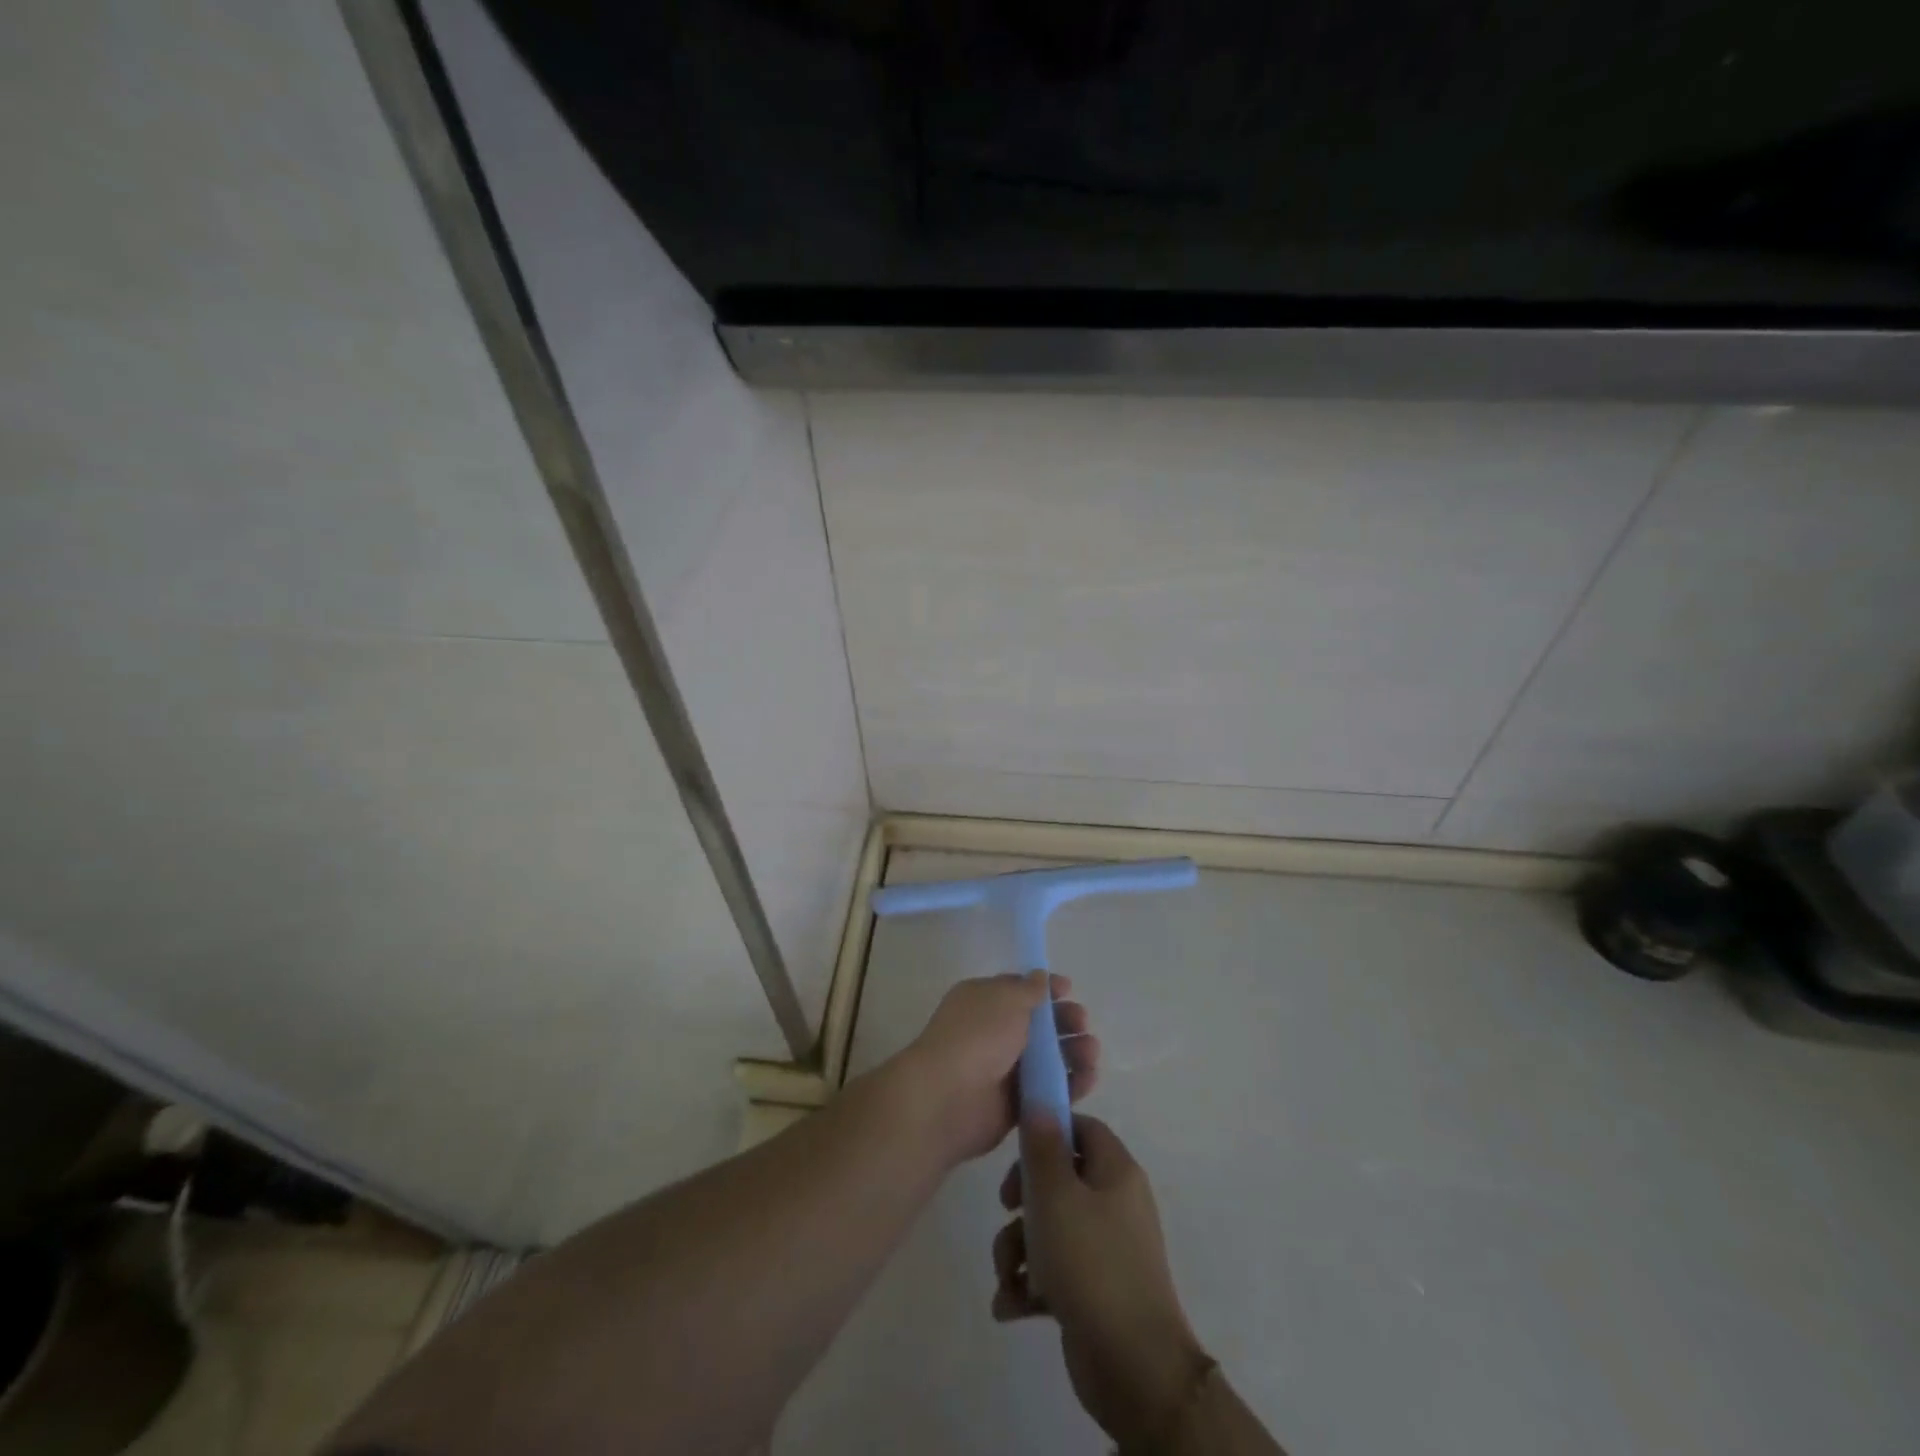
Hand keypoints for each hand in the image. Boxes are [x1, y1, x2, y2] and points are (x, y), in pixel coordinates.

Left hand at [896, 971, 1099, 1165]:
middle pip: (1039, 1025)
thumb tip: (1040, 977)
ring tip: (1091, 1052)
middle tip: (1082, 1024)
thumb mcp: (1006, 999)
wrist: (948, 1097)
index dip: (1046, 989)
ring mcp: (1004, 1069)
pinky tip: (1089, 1078)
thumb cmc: (977, 1035)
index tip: (1070, 990)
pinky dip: (1071, 1084)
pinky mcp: (1015, 1104)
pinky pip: (1048, 1090)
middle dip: (1065, 1021)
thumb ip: (1029, 989)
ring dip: (1073, 1052)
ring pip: (1048, 1058)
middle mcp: (994, 1032)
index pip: (1020, 990)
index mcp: (984, 1001)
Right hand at [992, 1115, 1211, 1448]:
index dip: (1048, 1130)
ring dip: (1018, 1248)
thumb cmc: (1091, 1264)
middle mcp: (1115, 1203)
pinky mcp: (1095, 1291)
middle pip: (1060, 1178)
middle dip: (1023, 1197)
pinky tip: (1011, 1307)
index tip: (1018, 1150)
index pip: (1082, 1127)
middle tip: (1006, 1209)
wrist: (1133, 1368)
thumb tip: (1039, 1098)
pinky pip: (1055, 1270)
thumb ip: (1042, 1145)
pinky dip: (1030, 1284)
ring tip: (1007, 1276)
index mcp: (1116, 1171)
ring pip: (1050, 1227)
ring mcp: (1107, 1249)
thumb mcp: (1055, 1195)